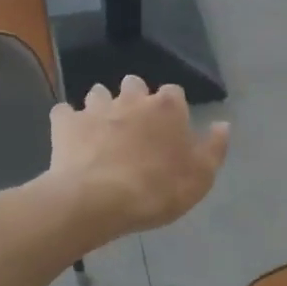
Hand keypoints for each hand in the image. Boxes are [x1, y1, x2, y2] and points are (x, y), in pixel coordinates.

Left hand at [48, 76, 229, 240]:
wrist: (98, 201)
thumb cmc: (157, 190)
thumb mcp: (201, 177)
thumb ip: (214, 148)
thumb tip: (222, 124)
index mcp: (167, 108)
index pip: (174, 93)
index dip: (173, 109)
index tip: (171, 128)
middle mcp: (131, 99)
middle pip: (134, 85)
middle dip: (135, 98)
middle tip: (136, 125)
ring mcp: (96, 109)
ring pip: (98, 93)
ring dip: (102, 106)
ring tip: (103, 129)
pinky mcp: (66, 124)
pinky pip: (64, 113)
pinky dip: (68, 121)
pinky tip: (70, 136)